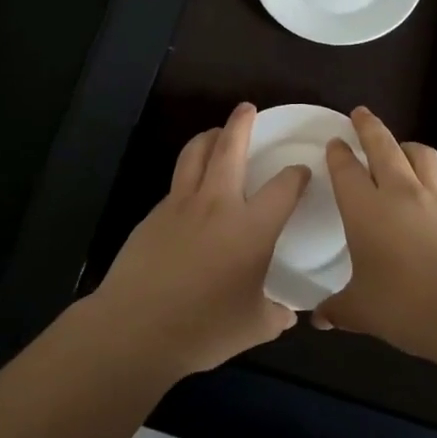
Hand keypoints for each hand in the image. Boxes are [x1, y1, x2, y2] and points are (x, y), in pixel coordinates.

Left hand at [89, 103, 309, 378]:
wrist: (135, 328)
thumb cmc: (203, 328)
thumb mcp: (253, 327)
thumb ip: (275, 315)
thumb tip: (287, 314)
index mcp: (251, 227)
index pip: (283, 187)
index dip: (297, 174)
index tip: (301, 172)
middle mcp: (218, 205)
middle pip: (230, 148)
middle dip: (241, 123)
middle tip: (248, 109)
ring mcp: (181, 205)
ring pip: (196, 154)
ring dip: (209, 137)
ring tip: (217, 133)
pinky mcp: (154, 214)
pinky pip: (177, 182)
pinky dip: (189, 172)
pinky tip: (192, 190)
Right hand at [317, 107, 436, 356]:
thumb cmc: (405, 305)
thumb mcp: (363, 312)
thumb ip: (339, 309)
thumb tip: (319, 318)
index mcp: (366, 209)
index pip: (346, 170)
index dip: (339, 153)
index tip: (335, 141)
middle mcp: (401, 193)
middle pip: (383, 147)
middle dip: (370, 127)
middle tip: (361, 113)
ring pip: (421, 156)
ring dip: (407, 146)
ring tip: (401, 148)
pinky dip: (433, 185)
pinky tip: (432, 203)